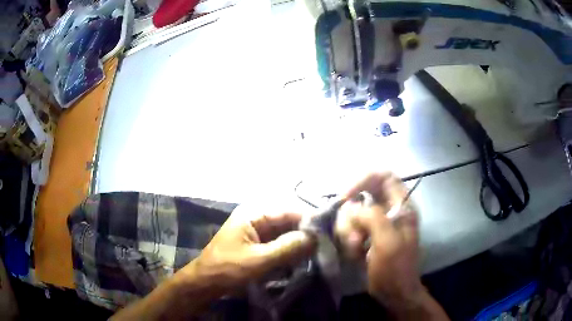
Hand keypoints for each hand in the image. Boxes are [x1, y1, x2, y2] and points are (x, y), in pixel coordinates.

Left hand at [180, 204, 316, 294]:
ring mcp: (257, 231)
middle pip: (287, 221)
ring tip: (316, 253)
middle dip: (304, 233)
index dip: (308, 220)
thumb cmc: (228, 269)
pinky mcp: (258, 244)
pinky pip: (279, 243)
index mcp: (254, 213)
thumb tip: (315, 237)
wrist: (206, 282)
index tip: (327, 232)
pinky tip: (301, 258)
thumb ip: (287, 248)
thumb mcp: (259, 260)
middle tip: (324, 245)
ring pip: (284, 233)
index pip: (288, 210)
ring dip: (298, 243)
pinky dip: (289, 250)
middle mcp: (256, 217)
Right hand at [335, 173, 445, 318]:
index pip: (384, 177)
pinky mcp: (367, 235)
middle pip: (362, 195)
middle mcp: (389, 210)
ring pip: (352, 213)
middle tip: (353, 237)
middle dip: (352, 216)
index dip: (364, 180)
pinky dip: (347, 239)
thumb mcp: (388, 242)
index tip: (346, 196)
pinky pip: (350, 227)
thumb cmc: (395, 269)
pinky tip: (354, 253)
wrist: (394, 293)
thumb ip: (373, 218)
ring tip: (355, 249)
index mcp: (402, 206)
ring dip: (348, 231)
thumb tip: (352, 207)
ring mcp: (377, 223)